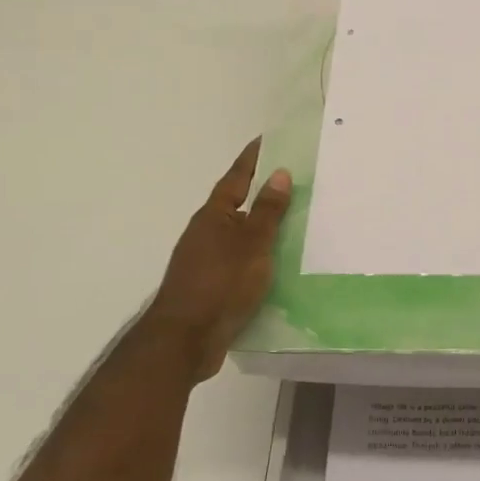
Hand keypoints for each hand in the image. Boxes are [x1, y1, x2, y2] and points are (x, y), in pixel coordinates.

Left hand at [142, 140, 291, 381]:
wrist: (185, 340)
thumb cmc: (220, 283)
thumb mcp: (252, 243)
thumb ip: (267, 210)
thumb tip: (279, 173)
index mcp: (214, 217)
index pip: (236, 178)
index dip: (251, 159)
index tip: (266, 140)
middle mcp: (206, 234)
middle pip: (236, 206)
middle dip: (260, 194)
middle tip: (292, 182)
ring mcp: (206, 262)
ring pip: (239, 237)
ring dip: (261, 229)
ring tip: (294, 224)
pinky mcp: (212, 288)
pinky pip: (241, 263)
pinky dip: (259, 258)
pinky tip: (277, 266)